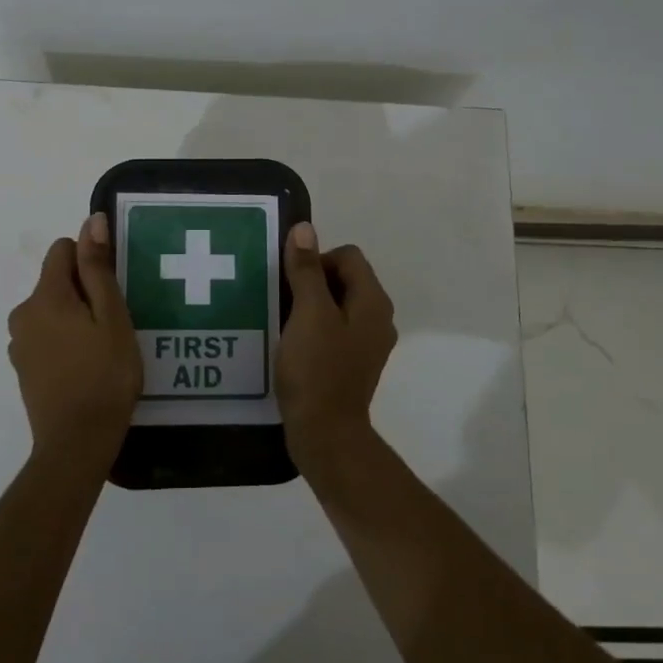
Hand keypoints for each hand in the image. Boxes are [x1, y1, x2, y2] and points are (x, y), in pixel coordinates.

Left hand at [8, 212, 143, 464]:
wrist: (77, 443)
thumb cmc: (105, 375)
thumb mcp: (112, 317)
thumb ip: (98, 268)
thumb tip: (91, 221)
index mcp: (45, 296)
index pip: (62, 249)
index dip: (90, 259)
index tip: (112, 289)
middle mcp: (23, 313)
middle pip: (56, 281)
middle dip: (85, 291)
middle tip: (115, 323)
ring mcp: (19, 343)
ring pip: (51, 310)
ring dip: (75, 317)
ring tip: (103, 347)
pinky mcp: (23, 367)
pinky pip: (45, 335)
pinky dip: (64, 340)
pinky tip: (86, 366)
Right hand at [275, 222, 397, 468]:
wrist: (325, 434)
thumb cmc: (317, 369)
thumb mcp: (308, 313)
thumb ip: (306, 270)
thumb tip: (305, 228)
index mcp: (373, 301)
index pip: (348, 256)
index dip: (317, 259)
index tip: (292, 283)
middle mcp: (378, 317)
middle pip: (345, 278)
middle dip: (312, 280)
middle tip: (284, 300)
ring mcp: (368, 342)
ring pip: (338, 304)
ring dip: (311, 304)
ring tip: (283, 319)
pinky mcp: (353, 362)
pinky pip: (334, 329)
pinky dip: (314, 327)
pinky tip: (292, 342)